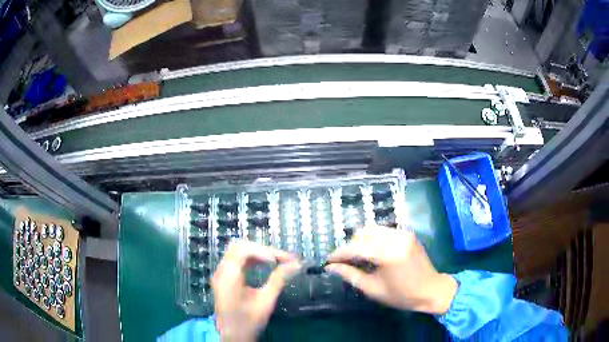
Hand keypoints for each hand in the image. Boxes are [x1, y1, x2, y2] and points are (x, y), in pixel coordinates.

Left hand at [212, 240, 300, 340]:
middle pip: (239, 247)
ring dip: (257, 253)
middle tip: (281, 258)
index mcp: (228, 277)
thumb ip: (279, 280)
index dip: (262, 251)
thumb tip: (296, 264)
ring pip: (237, 252)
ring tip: (277, 260)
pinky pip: (236, 261)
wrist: (233, 336)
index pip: (242, 250)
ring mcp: (221, 274)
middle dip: (261, 249)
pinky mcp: (224, 279)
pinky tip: (264, 265)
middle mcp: (221, 271)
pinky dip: (251, 259)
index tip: (280, 260)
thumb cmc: (249, 322)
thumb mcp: (266, 302)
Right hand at [326, 227, 457, 314]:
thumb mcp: (373, 289)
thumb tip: (331, 267)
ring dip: (361, 241)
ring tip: (358, 257)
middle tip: (344, 262)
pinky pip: (383, 231)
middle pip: (363, 233)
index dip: (339, 253)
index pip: (356, 247)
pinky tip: (373, 252)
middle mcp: (395, 238)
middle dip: (350, 246)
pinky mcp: (407, 233)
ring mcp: (403, 233)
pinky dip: (373, 239)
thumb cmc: (402, 295)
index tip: (328, 261)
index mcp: (388, 254)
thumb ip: (351, 275)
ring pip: (372, 229)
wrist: (432, 290)